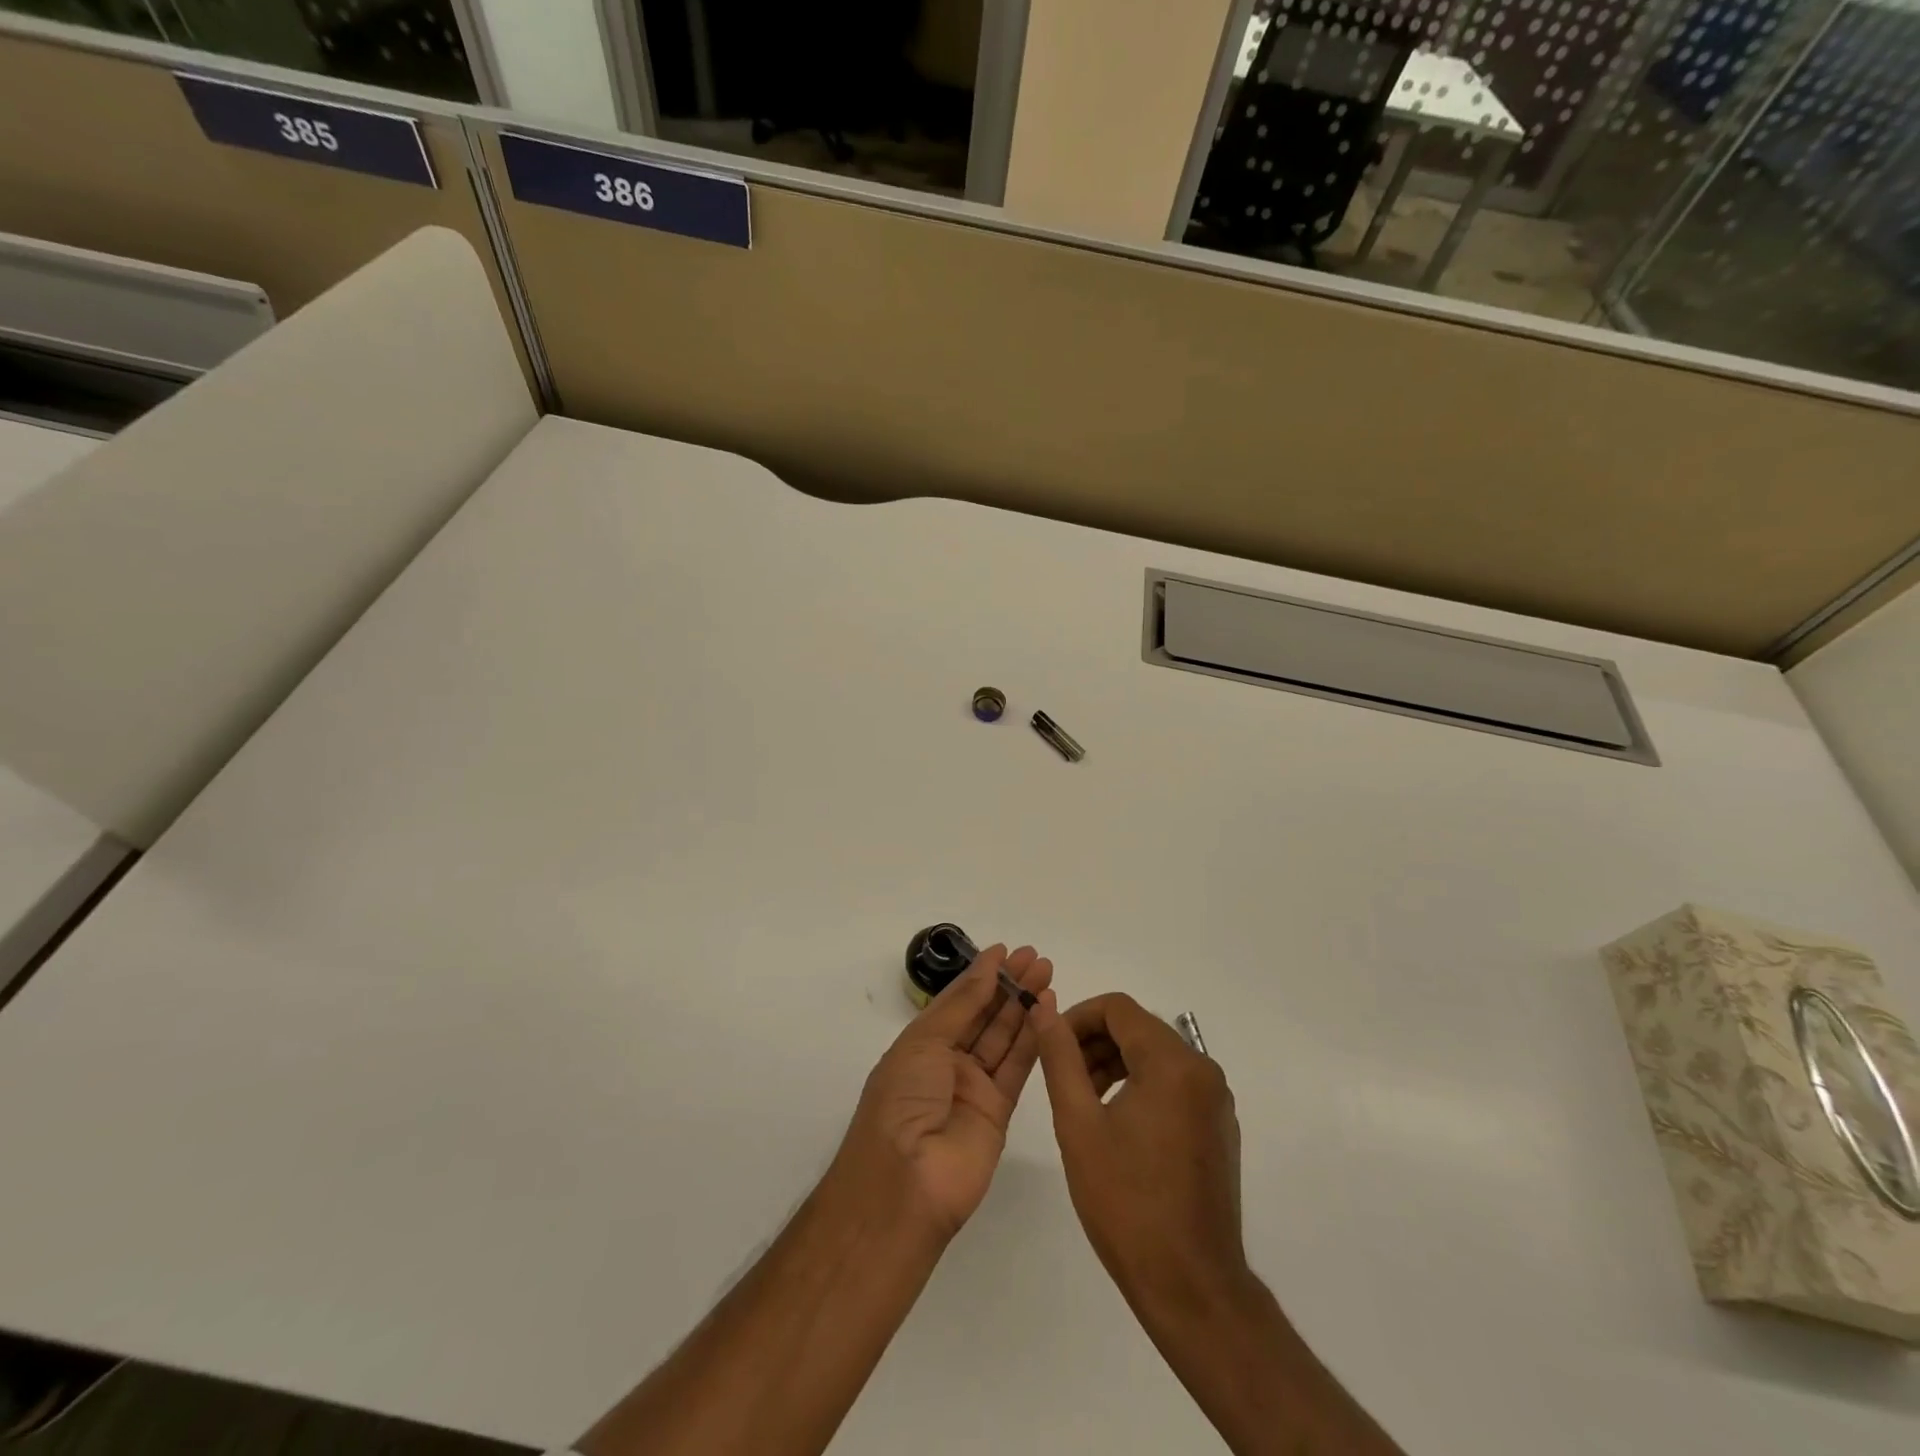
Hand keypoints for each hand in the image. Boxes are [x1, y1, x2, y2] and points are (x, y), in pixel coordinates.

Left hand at [834, 945, 1053, 1239]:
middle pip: (984, 1016)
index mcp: (921, 1045)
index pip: (957, 1001)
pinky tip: (1048, 1010)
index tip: (1006, 950)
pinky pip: (1018, 1067)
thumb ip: (962, 1005)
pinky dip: (1034, 1038)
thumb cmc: (902, 1100)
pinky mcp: (999, 1111)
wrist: (906, 1183)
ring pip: (1004, 1037)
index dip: (981, 975)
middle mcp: (947, 1063)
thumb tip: (987, 965)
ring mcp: (974, 1088)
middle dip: (1008, 985)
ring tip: (1046, 973)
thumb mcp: (924, 1042)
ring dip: (1024, 1005)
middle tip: (1035, 957)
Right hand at [1034, 993, 1251, 1320]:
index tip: (1051, 1047)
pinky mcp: (1219, 1126)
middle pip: (1138, 1029)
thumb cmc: (1127, 1203)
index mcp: (1173, 1063)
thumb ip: (1060, 1057)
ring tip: (1082, 1100)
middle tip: (1062, 1077)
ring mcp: (1216, 1100)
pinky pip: (1174, 1084)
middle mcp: (1203, 1070)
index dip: (1077, 1017)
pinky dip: (1140, 1086)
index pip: (1118, 1008)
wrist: (1192, 1287)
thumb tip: (1043, 1008)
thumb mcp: (1079, 1124)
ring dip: (1114, 1063)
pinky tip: (1116, 1125)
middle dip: (1094, 1042)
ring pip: (1155, 1056)